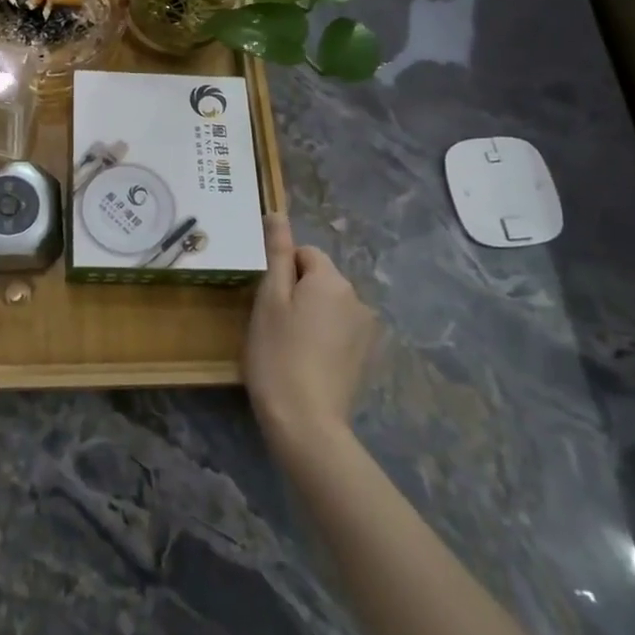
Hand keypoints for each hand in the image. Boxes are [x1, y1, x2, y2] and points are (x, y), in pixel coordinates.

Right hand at [244, 214, 378, 456]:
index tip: (267, 302)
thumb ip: (277, 253)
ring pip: (329, 305)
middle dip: (298, 291)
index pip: (305, 254)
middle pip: (320, 278)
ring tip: (289, 345)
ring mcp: (366, 330)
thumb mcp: (269, 298)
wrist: (306, 421)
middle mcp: (357, 298)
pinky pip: (340, 330)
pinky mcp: (366, 356)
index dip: (282, 272)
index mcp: (332, 279)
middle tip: (273, 323)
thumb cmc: (277, 353)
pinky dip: (324, 337)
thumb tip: (277, 212)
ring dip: (311, 314)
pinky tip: (308, 361)